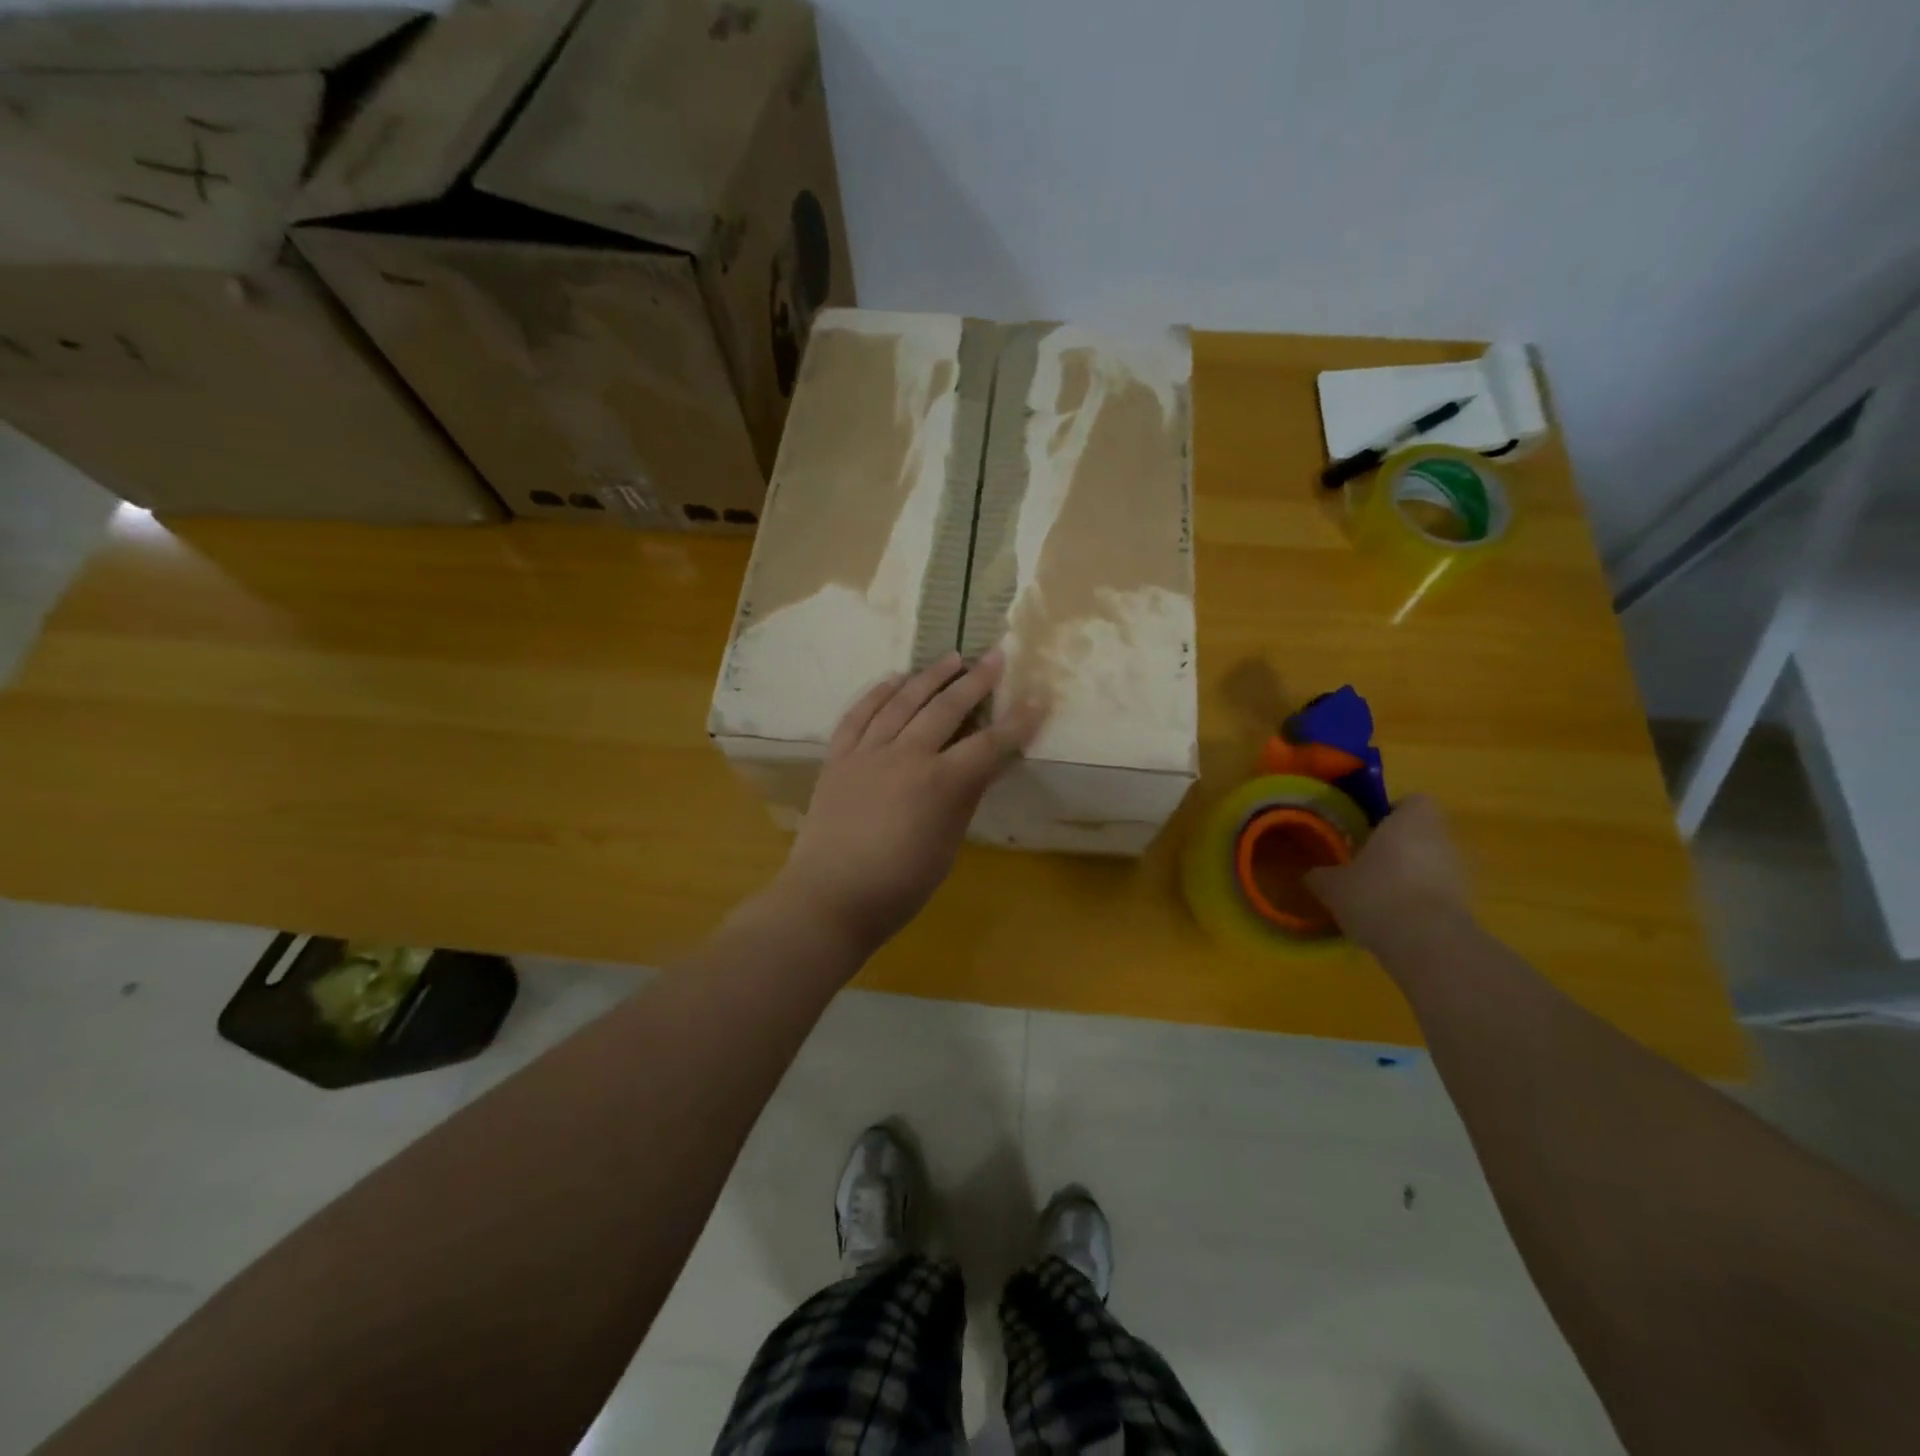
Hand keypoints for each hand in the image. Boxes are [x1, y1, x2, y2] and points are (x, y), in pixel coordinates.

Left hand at [768, 649, 1043, 960]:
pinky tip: (893, 679)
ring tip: (951, 658)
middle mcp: (905, 756)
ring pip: (902, 702)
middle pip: (946, 709)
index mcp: (939, 784)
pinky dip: (878, 693)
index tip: (1037, 699)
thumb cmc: (898, 886)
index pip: (989, 744)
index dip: (1017, 722)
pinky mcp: (837, 757)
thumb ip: (964, 799)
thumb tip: (982, 766)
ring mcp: (867, 753)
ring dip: (930, 676)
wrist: (829, 898)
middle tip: (995, 657)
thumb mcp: (946, 847)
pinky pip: (859, 714)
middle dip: (975, 681)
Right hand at [1304, 794, 1469, 950]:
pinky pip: (1436, 892)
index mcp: (1410, 821)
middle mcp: (1440, 839)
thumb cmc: (1376, 894)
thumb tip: (1312, 874)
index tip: (1368, 829)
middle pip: (1421, 833)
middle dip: (1397, 846)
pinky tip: (1393, 918)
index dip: (1392, 812)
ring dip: (1408, 874)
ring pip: (1430, 863)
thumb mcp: (1332, 885)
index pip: (1412, 801)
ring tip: (1377, 894)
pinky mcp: (1464, 904)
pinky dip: (1418, 900)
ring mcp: (1458, 873)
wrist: (1427, 944)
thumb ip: (1321, 875)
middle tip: (1365, 862)